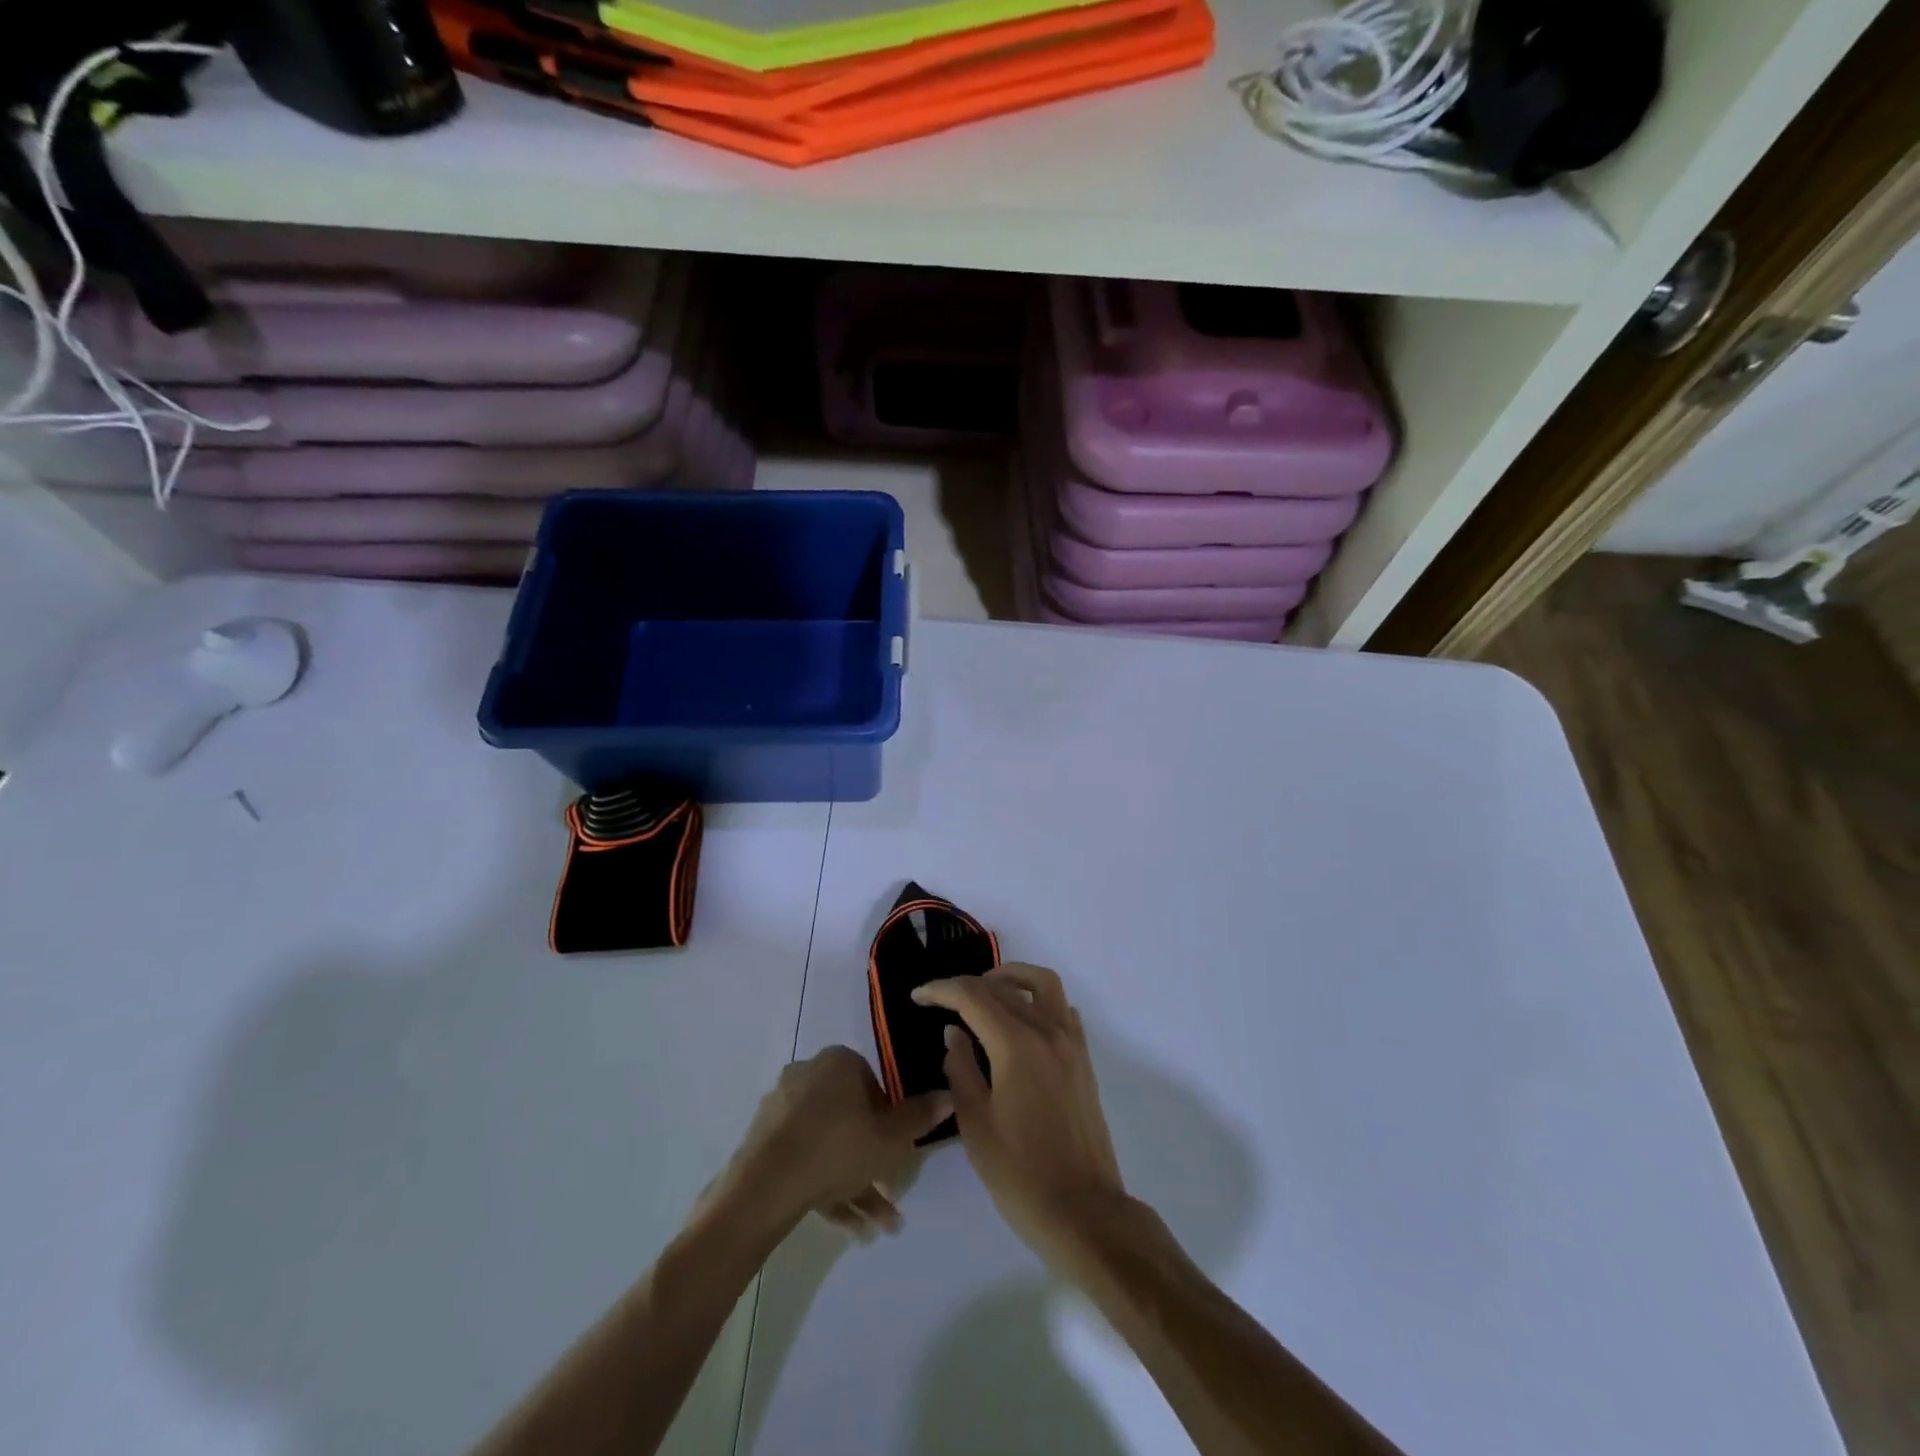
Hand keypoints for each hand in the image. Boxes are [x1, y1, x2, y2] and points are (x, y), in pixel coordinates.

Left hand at [718, 1046, 950, 1240]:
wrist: (765, 1188)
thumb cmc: (837, 1149)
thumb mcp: (890, 1139)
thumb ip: (920, 1117)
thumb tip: (948, 1094)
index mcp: (838, 1062)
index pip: (874, 1084)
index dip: (890, 1119)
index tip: (897, 1150)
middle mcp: (808, 1075)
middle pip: (851, 1117)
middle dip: (873, 1161)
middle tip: (892, 1195)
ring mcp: (782, 1108)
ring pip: (829, 1144)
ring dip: (855, 1183)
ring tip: (878, 1228)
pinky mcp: (764, 1141)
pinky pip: (804, 1159)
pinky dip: (827, 1188)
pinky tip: (850, 1229)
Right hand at [912, 964, 1125, 1269]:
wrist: (1082, 1211)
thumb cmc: (1020, 1173)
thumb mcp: (975, 1124)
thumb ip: (961, 1069)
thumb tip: (954, 1033)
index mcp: (1016, 1045)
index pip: (973, 997)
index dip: (942, 990)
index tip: (918, 996)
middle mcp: (1047, 1032)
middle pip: (1005, 987)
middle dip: (969, 985)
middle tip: (943, 999)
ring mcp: (1071, 1044)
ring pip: (1043, 985)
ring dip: (1012, 978)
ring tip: (986, 992)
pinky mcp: (1084, 1061)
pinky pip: (1063, 1010)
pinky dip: (1040, 1001)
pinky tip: (1022, 1020)